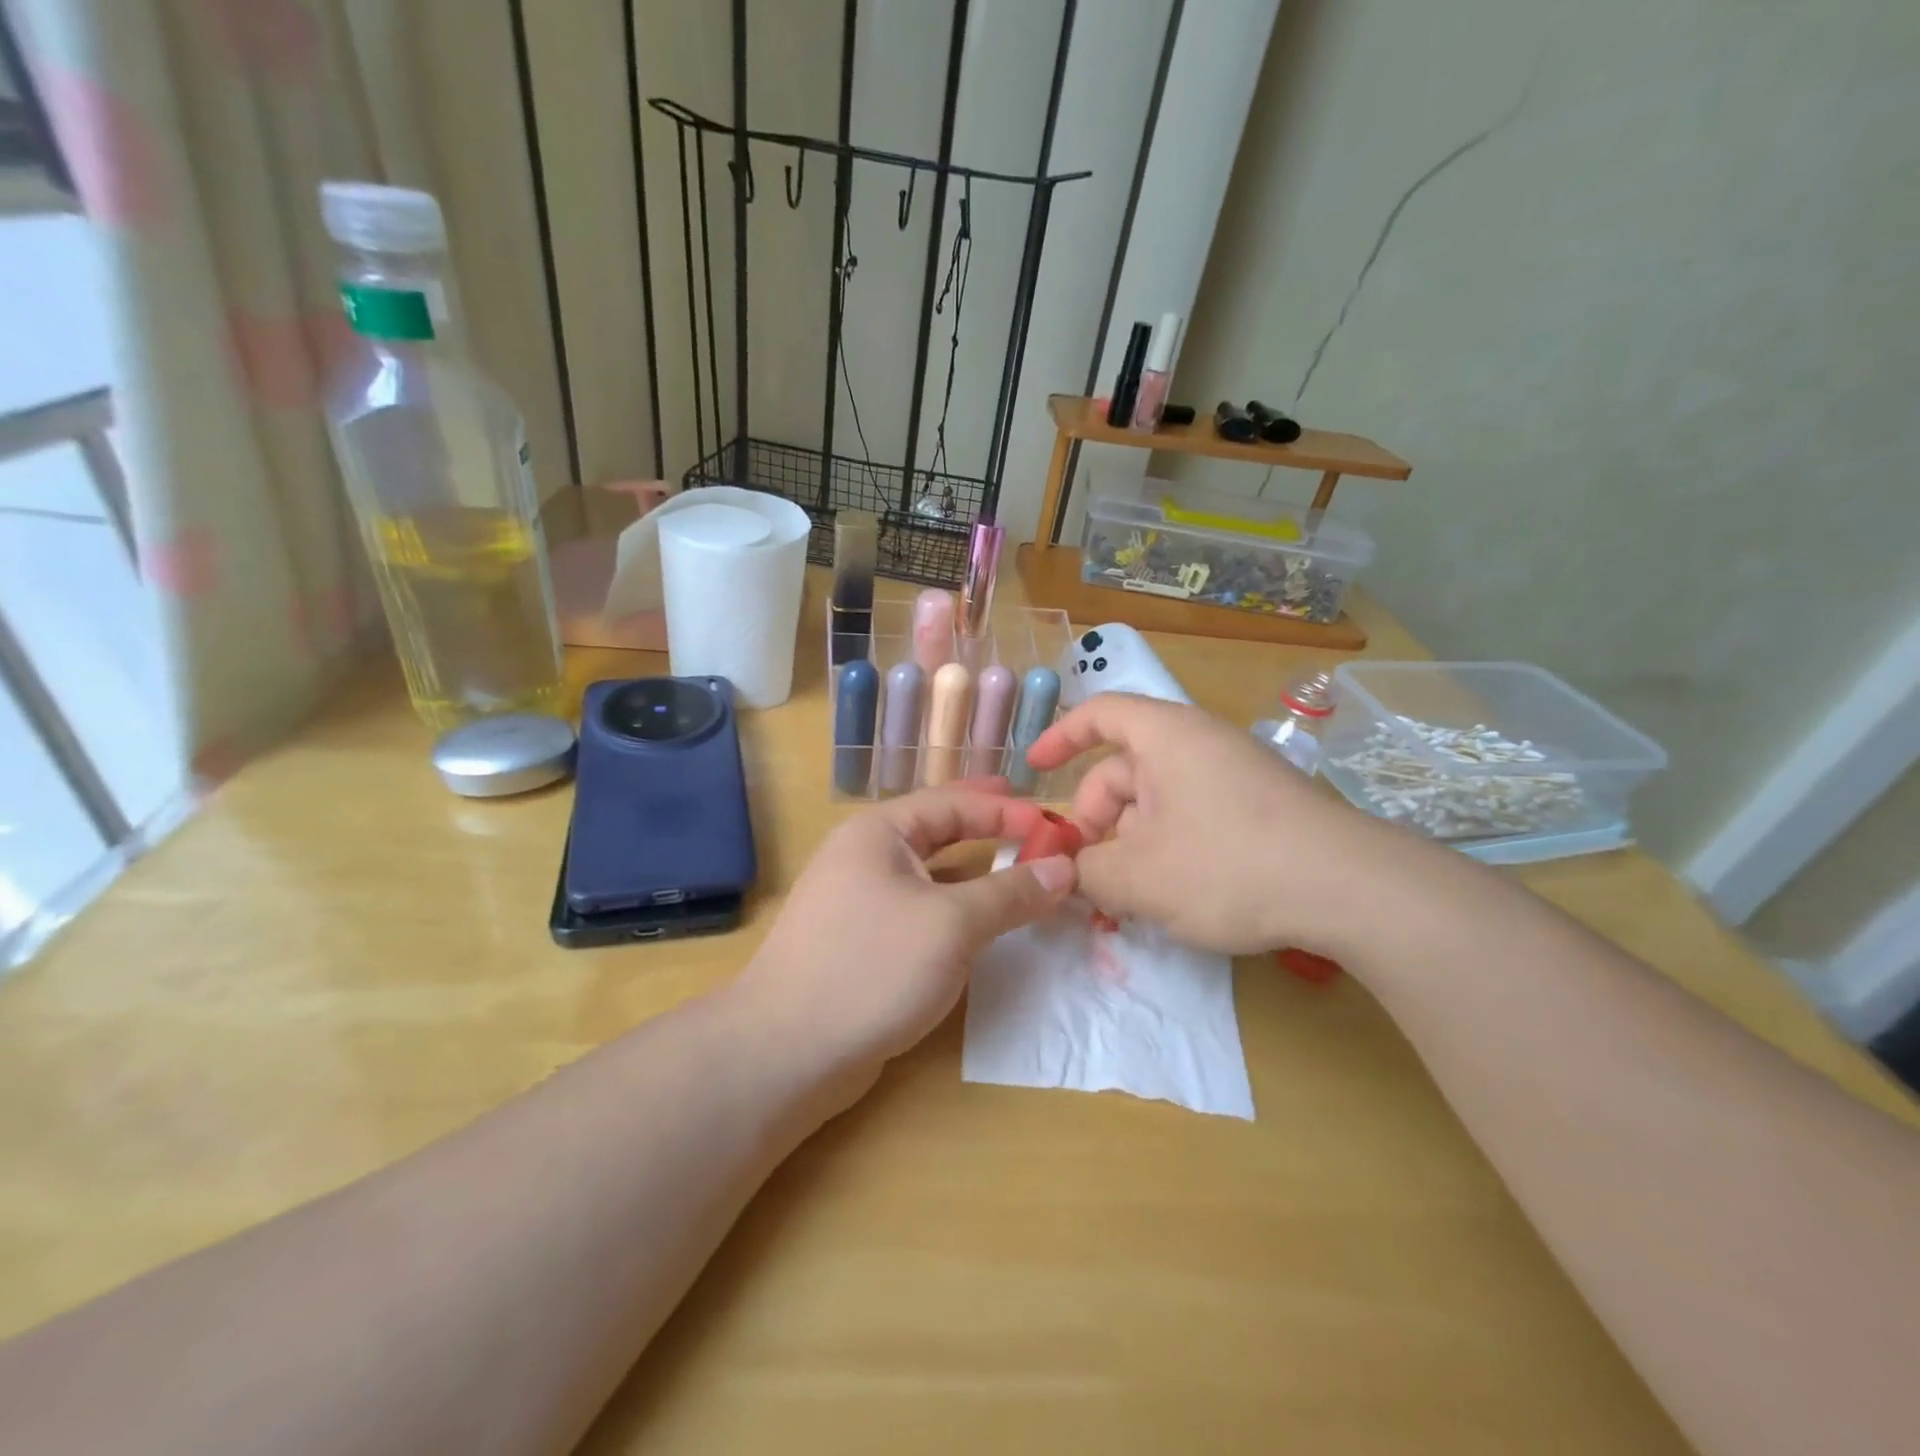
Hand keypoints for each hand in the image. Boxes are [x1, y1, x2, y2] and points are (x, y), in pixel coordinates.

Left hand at [733, 783, 1075, 1099]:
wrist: (786, 1050)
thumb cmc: (873, 966)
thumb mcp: (952, 924)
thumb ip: (1010, 893)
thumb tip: (1064, 868)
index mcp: (879, 832)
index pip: (953, 803)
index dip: (1006, 810)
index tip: (1054, 824)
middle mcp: (865, 856)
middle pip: (938, 830)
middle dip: (987, 827)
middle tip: (1034, 825)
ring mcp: (859, 901)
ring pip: (929, 874)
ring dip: (974, 872)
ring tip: (1017, 869)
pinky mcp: (862, 942)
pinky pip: (920, 910)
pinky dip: (955, 909)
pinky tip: (980, 923)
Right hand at [1024, 694, 1402, 957]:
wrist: (1350, 889)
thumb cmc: (1228, 864)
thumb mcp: (1139, 876)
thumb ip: (1086, 873)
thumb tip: (1067, 873)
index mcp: (1165, 737)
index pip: (1099, 714)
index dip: (1060, 738)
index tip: (1034, 772)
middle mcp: (1197, 745)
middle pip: (1123, 771)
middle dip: (1093, 822)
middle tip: (1082, 877)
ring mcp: (1231, 776)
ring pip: (1155, 803)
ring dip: (1128, 845)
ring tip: (1123, 900)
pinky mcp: (1256, 809)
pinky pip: (1190, 818)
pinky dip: (1165, 850)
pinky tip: (1168, 897)